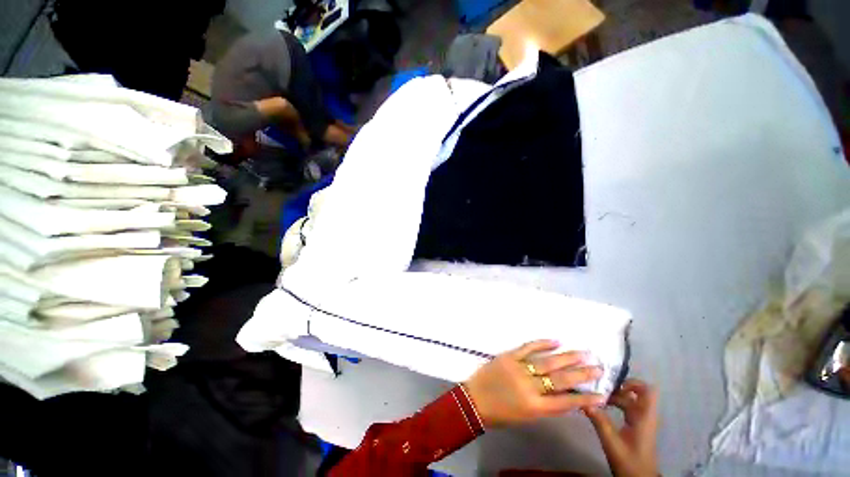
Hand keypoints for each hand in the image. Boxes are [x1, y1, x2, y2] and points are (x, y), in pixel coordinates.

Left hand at [463, 340, 605, 427]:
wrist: (474, 400)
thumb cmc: (500, 414)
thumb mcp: (526, 417)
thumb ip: (545, 406)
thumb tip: (564, 395)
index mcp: (535, 408)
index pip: (566, 403)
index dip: (586, 399)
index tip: (602, 394)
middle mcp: (530, 387)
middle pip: (560, 379)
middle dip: (582, 374)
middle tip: (598, 367)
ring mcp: (518, 369)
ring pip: (547, 362)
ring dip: (567, 357)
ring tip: (584, 352)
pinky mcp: (508, 356)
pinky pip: (527, 348)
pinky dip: (542, 343)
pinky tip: (556, 341)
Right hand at [584, 379, 658, 476]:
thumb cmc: (629, 462)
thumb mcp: (612, 442)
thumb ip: (599, 421)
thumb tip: (583, 400)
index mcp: (643, 417)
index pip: (647, 391)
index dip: (633, 382)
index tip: (614, 384)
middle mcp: (644, 416)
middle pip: (633, 393)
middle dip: (615, 389)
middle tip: (596, 388)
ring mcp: (640, 421)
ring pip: (628, 401)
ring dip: (613, 397)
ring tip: (594, 396)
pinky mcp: (635, 427)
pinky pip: (625, 409)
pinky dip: (613, 405)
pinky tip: (599, 407)